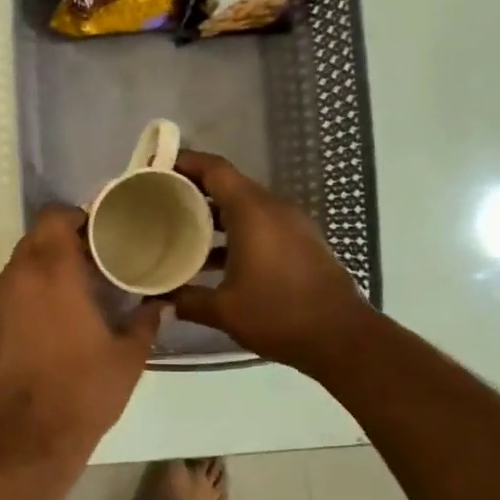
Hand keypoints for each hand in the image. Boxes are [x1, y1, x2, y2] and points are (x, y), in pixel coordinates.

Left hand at [0, 204, 164, 458]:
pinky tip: (51, 318)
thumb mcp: (127, 357)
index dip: (78, 217)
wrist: (26, 437)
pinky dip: (29, 292)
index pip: (55, 216)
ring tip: (76, 289)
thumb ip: (146, 322)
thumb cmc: (82, 390)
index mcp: (53, 270)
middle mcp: (18, 276)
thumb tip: (162, 304)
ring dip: (45, 268)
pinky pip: (9, 292)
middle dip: (64, 242)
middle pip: (37, 238)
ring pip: (20, 265)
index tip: (102, 234)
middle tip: (95, 261)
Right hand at [170, 150, 373, 375]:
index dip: (185, 161)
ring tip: (180, 230)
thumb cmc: (278, 314)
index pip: (215, 170)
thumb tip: (158, 301)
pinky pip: (261, 225)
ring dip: (214, 214)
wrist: (342, 338)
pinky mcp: (301, 243)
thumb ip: (186, 300)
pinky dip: (235, 231)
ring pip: (245, 207)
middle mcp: (274, 209)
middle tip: (160, 201)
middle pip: (229, 185)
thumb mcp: (224, 310)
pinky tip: (213, 259)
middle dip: (194, 189)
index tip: (157, 167)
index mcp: (253, 213)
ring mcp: (292, 225)